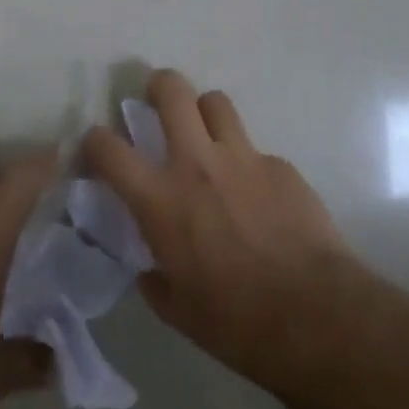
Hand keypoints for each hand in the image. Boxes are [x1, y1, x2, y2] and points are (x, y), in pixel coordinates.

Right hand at [82, 69, 352, 390]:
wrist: (313, 314)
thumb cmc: (235, 323)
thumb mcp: (177, 311)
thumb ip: (155, 278)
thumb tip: (150, 266)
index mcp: (161, 200)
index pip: (110, 149)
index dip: (96, 139)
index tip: (97, 144)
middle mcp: (197, 163)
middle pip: (172, 91)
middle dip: (158, 85)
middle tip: (158, 100)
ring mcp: (242, 157)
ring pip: (216, 101)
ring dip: (205, 113)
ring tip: (207, 135)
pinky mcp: (280, 164)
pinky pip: (255, 150)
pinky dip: (247, 164)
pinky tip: (258, 196)